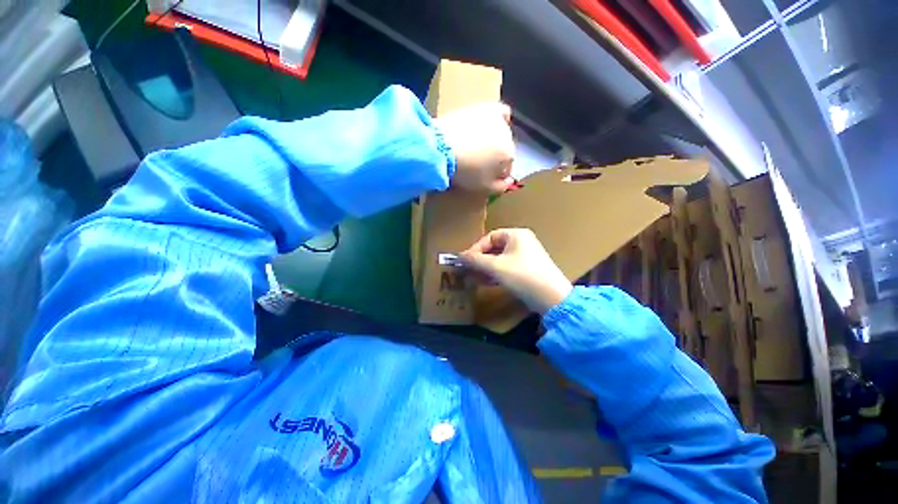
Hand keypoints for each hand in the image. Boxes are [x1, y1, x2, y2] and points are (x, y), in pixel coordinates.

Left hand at [433, 103, 514, 192]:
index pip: (507, 167)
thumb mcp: (483, 187)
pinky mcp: (485, 108)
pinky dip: (500, 119)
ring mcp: (498, 120)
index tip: (486, 176)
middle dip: (496, 157)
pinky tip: (491, 126)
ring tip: (479, 146)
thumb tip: (509, 181)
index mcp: (508, 155)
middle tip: (480, 162)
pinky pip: (502, 113)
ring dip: (495, 140)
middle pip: (505, 149)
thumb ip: (501, 186)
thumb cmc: (464, 171)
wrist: (442, 148)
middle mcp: (508, 135)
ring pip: (503, 133)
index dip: (497, 173)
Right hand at [460, 228, 572, 314]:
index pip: (489, 237)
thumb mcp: (496, 267)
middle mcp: (521, 242)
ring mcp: (525, 257)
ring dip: (485, 269)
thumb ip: (476, 260)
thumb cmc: (522, 276)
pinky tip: (485, 282)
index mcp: (516, 235)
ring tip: (473, 278)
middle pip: (494, 249)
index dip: (475, 249)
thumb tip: (459, 257)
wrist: (552, 298)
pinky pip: (506, 268)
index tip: (464, 261)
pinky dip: (495, 274)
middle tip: (467, 271)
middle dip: (479, 260)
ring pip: (499, 260)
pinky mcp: (527, 270)